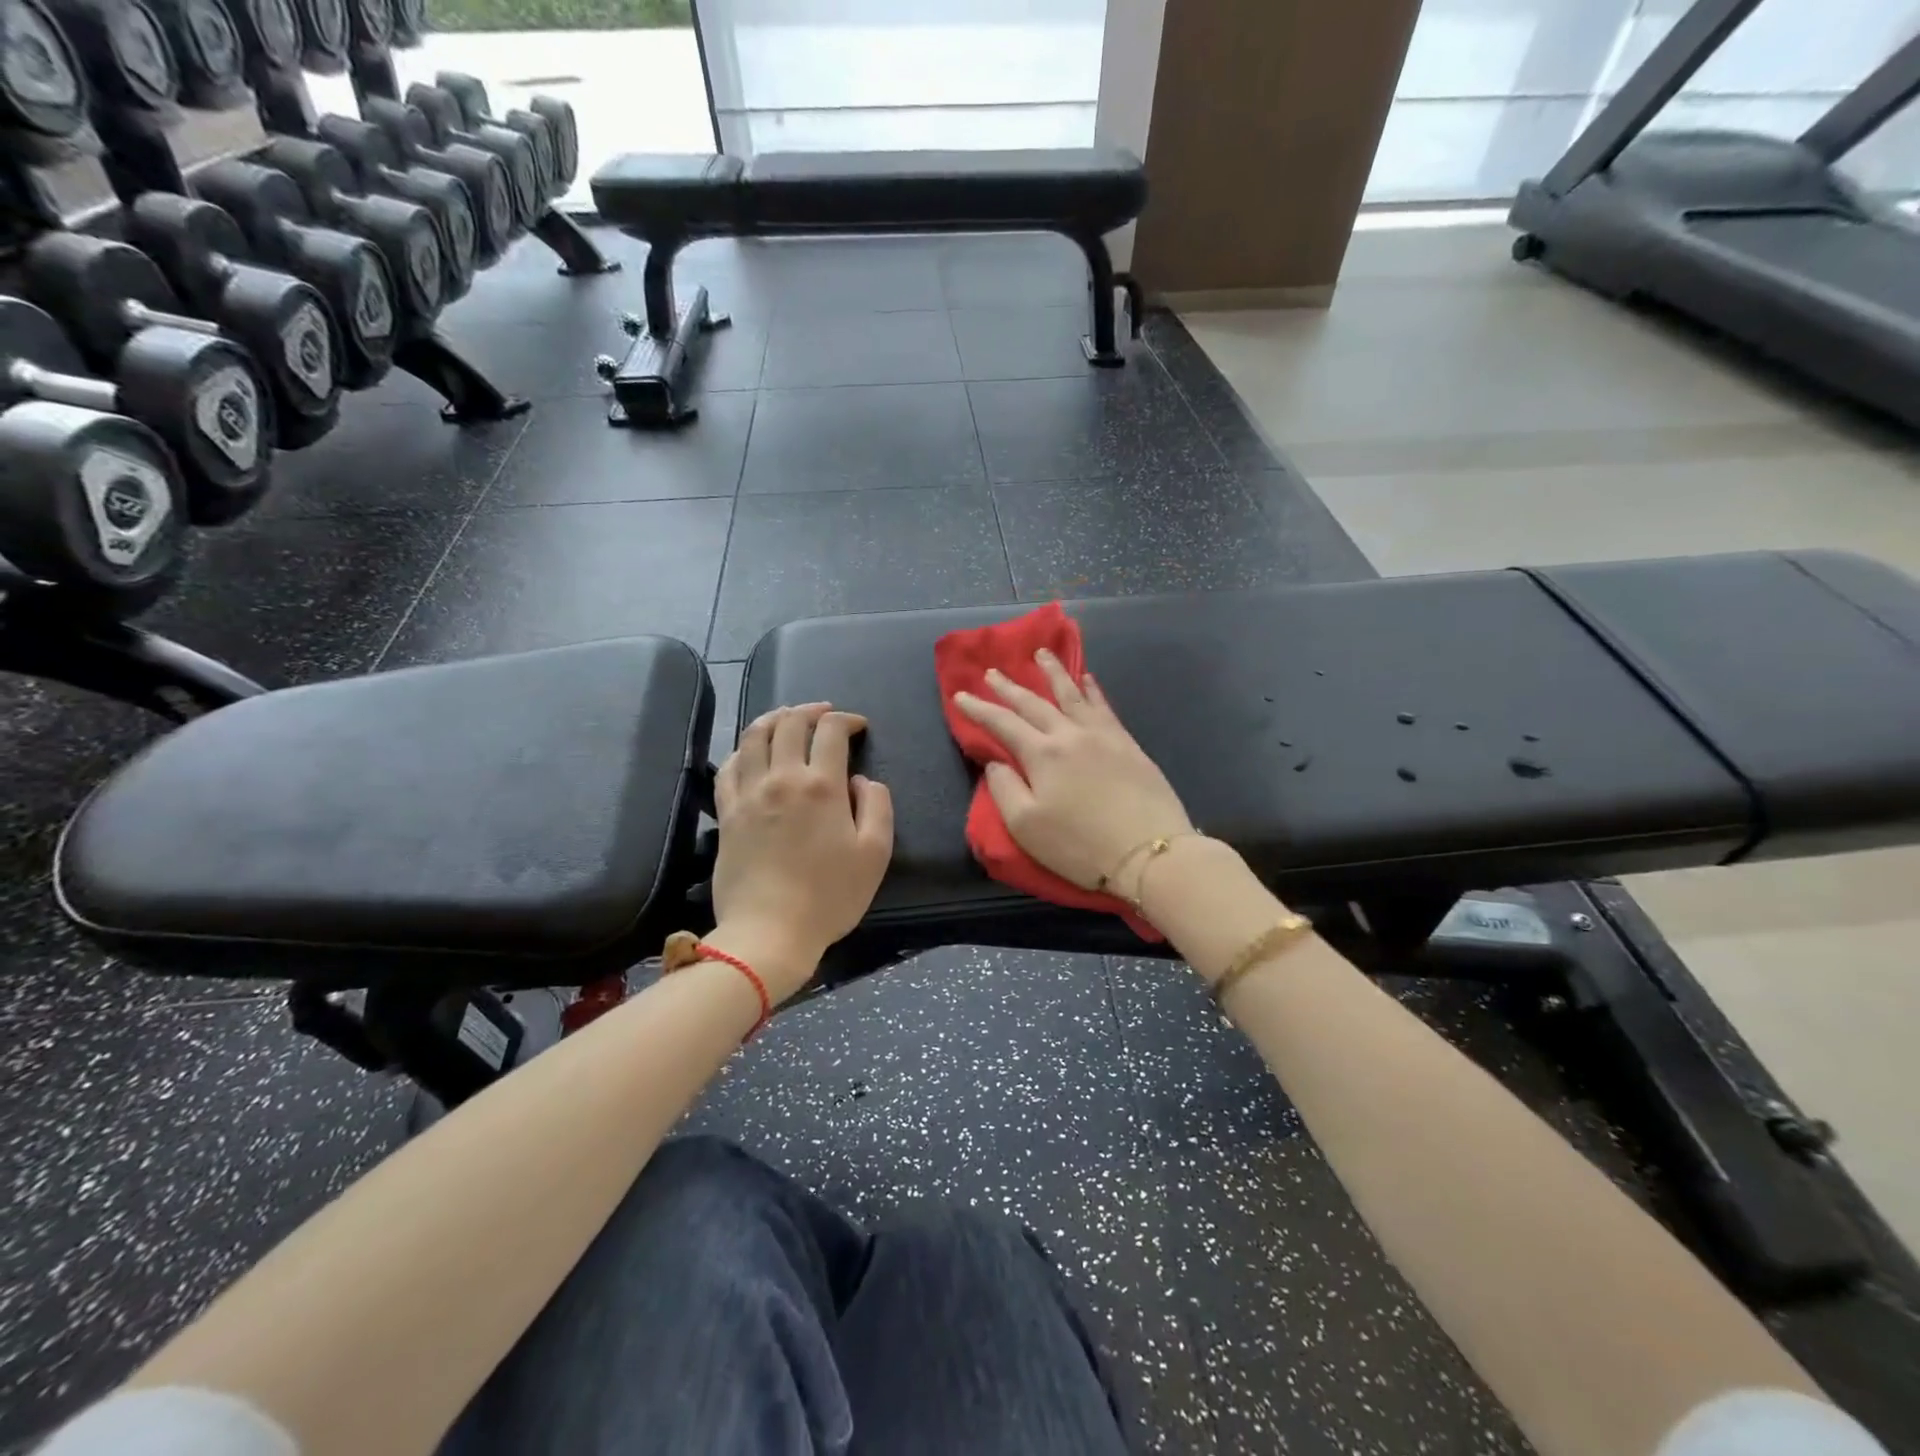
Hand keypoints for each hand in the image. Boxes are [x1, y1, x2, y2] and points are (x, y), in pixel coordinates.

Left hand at [710, 703, 893, 1002]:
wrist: (770, 932)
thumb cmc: (830, 896)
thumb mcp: (875, 853)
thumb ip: (877, 805)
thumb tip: (861, 781)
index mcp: (821, 785)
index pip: (830, 731)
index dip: (847, 720)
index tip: (858, 727)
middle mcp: (782, 778)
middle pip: (790, 723)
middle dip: (811, 710)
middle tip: (825, 713)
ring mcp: (749, 794)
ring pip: (754, 736)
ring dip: (774, 718)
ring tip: (787, 717)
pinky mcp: (726, 813)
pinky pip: (728, 767)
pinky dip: (742, 750)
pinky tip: (751, 752)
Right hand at [953, 651, 1191, 892]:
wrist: (1149, 851)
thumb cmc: (1080, 845)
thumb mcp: (1026, 826)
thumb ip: (1004, 789)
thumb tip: (996, 761)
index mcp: (1041, 754)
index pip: (1002, 723)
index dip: (979, 708)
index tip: (961, 695)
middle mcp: (1069, 734)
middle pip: (1034, 703)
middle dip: (1010, 687)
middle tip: (993, 671)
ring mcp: (1102, 735)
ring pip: (1072, 694)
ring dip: (1053, 672)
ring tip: (1042, 654)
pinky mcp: (1127, 743)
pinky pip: (1104, 706)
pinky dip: (1092, 689)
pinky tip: (1088, 679)